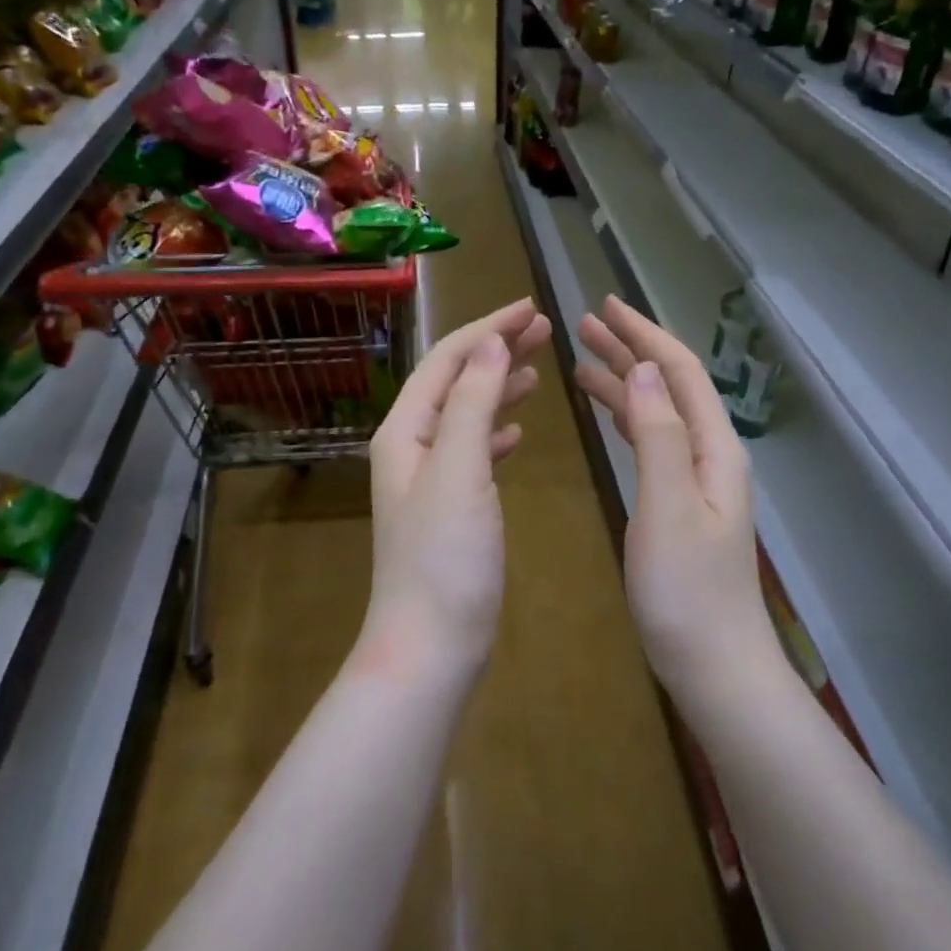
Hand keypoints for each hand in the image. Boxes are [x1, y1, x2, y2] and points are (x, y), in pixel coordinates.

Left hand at [362, 299, 551, 678]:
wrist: (430, 643)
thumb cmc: (444, 557)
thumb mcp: (458, 470)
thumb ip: (472, 404)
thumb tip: (491, 344)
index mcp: (405, 430)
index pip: (447, 361)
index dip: (488, 329)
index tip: (533, 307)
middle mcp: (410, 447)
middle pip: (456, 382)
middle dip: (496, 351)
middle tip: (545, 329)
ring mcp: (429, 479)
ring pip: (466, 415)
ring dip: (500, 388)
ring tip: (538, 371)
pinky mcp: (450, 508)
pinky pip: (474, 452)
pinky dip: (497, 433)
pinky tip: (520, 432)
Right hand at [573, 296, 775, 697]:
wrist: (714, 663)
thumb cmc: (686, 590)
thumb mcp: (667, 508)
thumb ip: (657, 436)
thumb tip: (639, 370)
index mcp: (713, 448)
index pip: (677, 372)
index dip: (642, 335)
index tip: (604, 306)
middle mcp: (709, 455)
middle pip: (668, 386)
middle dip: (629, 350)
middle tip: (583, 325)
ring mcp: (695, 481)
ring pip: (657, 414)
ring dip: (623, 383)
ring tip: (581, 361)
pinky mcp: (678, 505)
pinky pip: (652, 444)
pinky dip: (626, 421)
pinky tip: (606, 416)